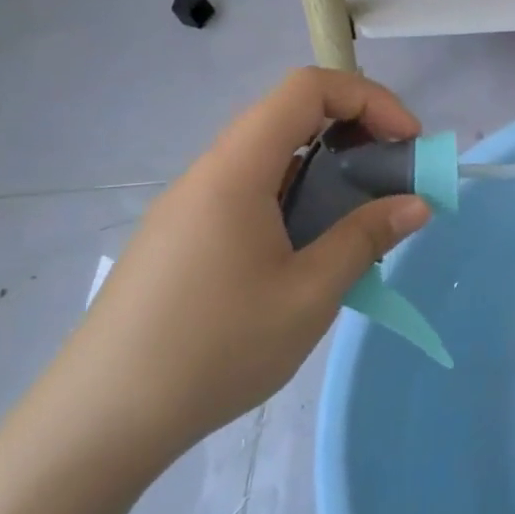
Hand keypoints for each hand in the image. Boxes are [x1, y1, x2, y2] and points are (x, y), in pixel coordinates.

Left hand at [46, 68, 429, 463]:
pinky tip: (308, 253)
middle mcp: (209, 174)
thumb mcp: (308, 295)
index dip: (368, 99)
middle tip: (392, 177)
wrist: (97, 424)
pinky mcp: (180, 238)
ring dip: (326, 169)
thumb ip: (366, 238)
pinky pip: (249, 193)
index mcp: (236, 171)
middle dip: (355, 132)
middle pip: (289, 115)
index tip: (406, 143)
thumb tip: (417, 203)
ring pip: (270, 157)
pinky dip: (296, 198)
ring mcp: (188, 206)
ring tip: (359, 220)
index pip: (307, 89)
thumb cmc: (213, 351)